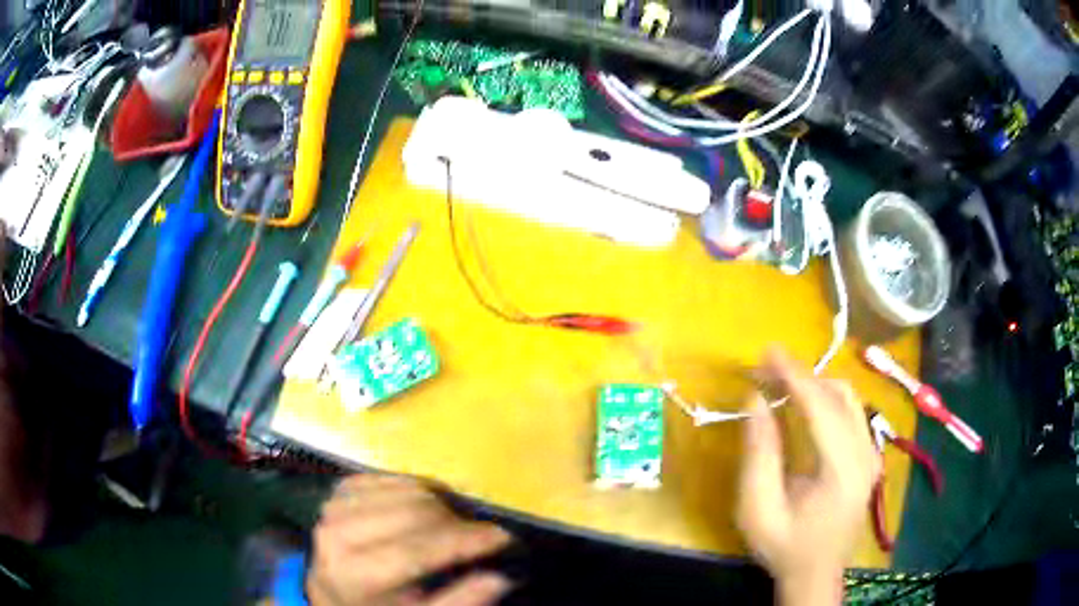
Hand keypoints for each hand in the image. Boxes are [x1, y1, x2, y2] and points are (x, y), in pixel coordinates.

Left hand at [308, 474, 512, 605]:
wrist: (333, 592)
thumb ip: (458, 602)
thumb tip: (499, 579)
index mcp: (354, 574)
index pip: (417, 550)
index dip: (464, 541)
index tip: (504, 537)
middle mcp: (338, 534)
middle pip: (414, 514)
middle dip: (457, 523)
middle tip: (481, 537)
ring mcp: (336, 506)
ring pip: (407, 491)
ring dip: (442, 505)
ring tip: (457, 526)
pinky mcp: (342, 489)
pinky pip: (394, 478)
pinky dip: (420, 489)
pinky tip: (429, 508)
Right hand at [736, 348, 878, 604]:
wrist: (816, 574)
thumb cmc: (784, 547)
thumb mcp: (758, 509)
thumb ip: (759, 453)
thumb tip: (757, 400)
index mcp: (842, 470)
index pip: (822, 407)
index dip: (794, 375)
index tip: (767, 352)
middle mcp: (865, 455)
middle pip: (839, 396)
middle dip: (803, 376)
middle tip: (767, 370)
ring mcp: (872, 455)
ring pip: (849, 399)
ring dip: (817, 385)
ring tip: (783, 384)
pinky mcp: (869, 457)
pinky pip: (852, 413)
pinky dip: (827, 399)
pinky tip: (806, 406)